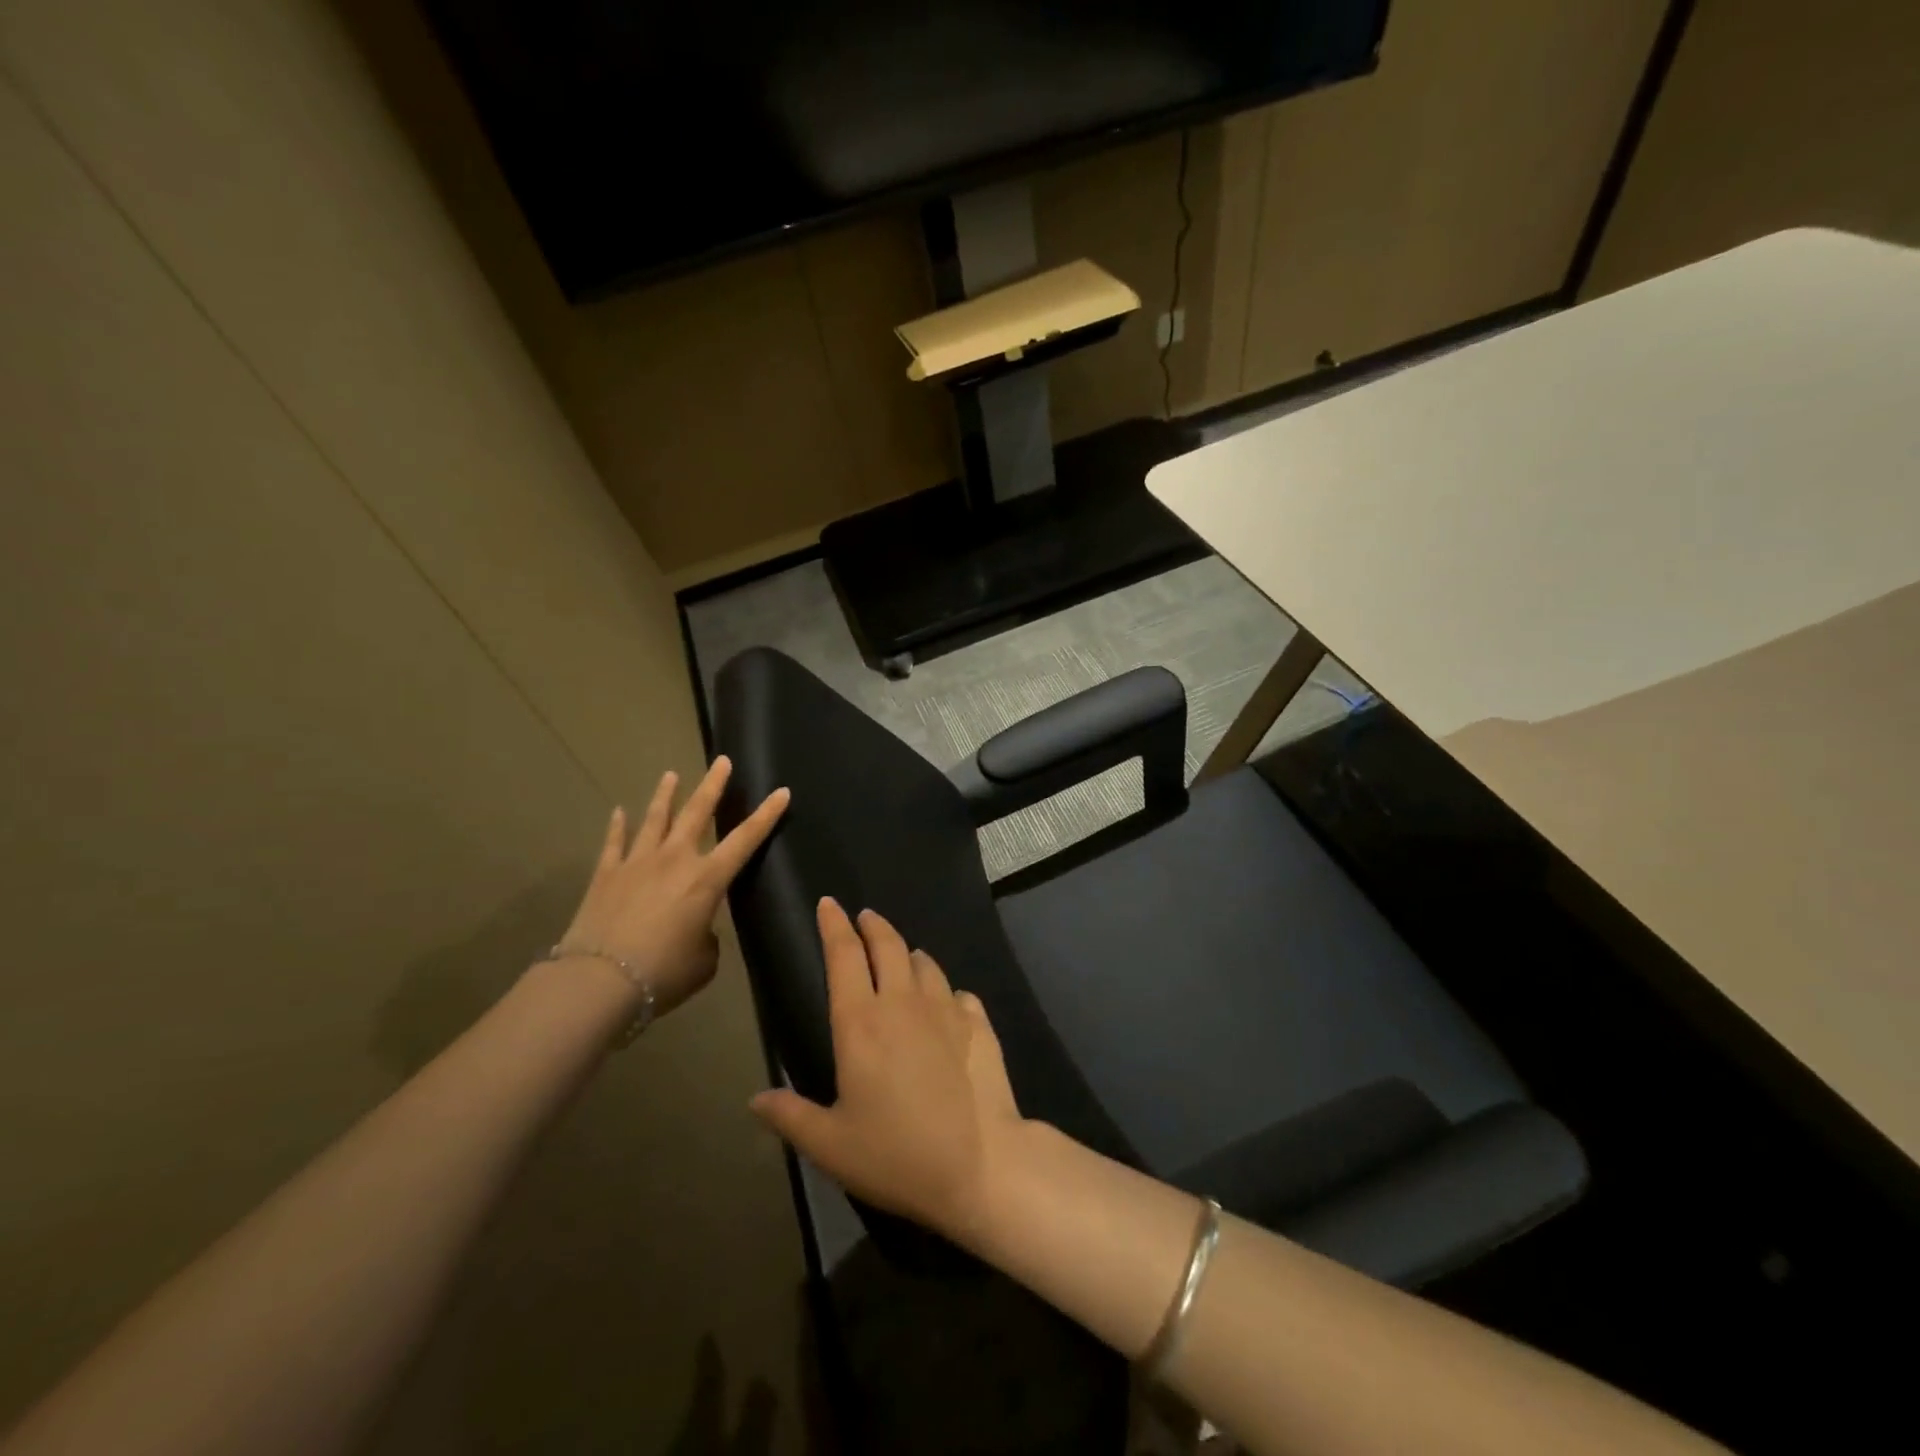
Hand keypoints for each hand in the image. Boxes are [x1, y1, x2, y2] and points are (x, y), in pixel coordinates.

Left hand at [558, 757, 788, 1016]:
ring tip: (671, 775)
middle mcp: (675, 860)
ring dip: (666, 795)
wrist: (598, 981)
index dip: (766, 815)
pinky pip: (614, 843)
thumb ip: (706, 937)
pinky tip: (619, 812)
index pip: (745, 839)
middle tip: (722, 761)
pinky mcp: (606, 875)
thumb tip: (695, 930)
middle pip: (697, 813)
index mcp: (707, 879)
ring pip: (655, 819)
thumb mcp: (703, 961)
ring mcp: (637, 863)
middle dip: (713, 785)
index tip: (781, 791)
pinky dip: (618, 826)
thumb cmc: (663, 973)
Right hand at [749, 899, 1025, 1243]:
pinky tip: (948, 1002)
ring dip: (910, 955)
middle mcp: (903, 1002)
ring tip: (904, 957)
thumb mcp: (831, 1145)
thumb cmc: (896, 1154)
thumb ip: (791, 1117)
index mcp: (860, 1023)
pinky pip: (959, 993)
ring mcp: (946, 1009)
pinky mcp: (978, 1024)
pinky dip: (946, 991)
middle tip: (865, 917)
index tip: (828, 904)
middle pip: (887, 945)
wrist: (981, 1164)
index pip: (843, 956)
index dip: (833, 925)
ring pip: (925, 964)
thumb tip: (756, 1099)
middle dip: (873, 925)